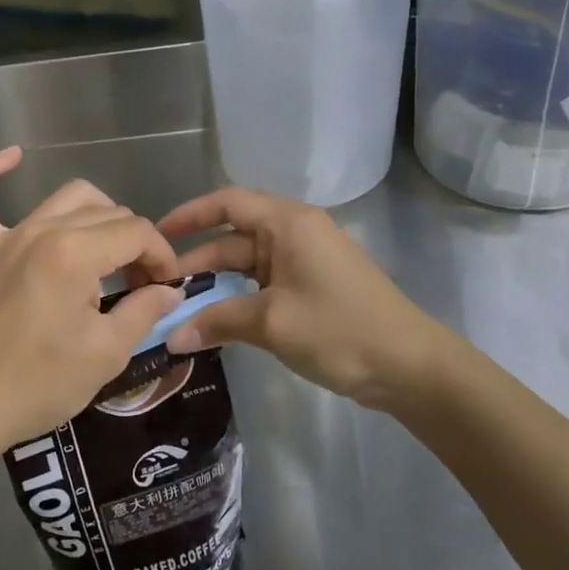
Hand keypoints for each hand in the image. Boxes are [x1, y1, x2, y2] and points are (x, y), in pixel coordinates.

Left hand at [0, 147, 184, 463]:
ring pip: (64, 199)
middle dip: (135, 243)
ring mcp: (5, 237)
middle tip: (141, 285)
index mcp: (75, 253)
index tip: (166, 287)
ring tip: (106, 253)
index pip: (136, 232)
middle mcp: (41, 230)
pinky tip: (12, 156)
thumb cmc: (39, 384)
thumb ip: (143, 311)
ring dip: (96, 216)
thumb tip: (169, 290)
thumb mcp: (105, 354)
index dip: (161, 256)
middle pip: (107, 214)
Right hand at [159, 186, 454, 412]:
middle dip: (197, 262)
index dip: (190, 215)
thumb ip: (218, 322)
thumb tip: (172, 338)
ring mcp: (305, 261)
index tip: (157, 236)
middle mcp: (295, 233)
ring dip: (216, 285)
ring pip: (247, 264)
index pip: (228, 202)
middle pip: (234, 237)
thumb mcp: (273, 323)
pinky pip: (263, 284)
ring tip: (180, 309)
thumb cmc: (340, 329)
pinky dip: (238, 299)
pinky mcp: (311, 286)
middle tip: (159, 289)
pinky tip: (216, 322)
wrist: (411, 367)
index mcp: (288, 223)